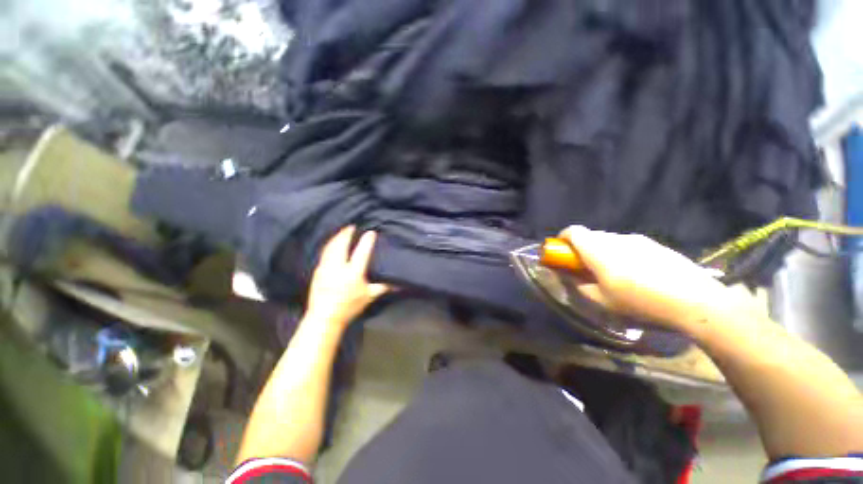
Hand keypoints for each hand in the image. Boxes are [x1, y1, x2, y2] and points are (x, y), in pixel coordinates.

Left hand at [305, 226, 389, 328]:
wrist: (324, 318)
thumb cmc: (349, 307)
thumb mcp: (369, 297)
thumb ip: (383, 287)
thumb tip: (398, 284)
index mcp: (353, 273)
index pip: (361, 252)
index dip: (367, 241)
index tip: (371, 232)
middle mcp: (338, 267)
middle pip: (341, 245)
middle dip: (346, 233)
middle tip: (352, 226)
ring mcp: (326, 268)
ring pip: (330, 247)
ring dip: (337, 237)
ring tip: (342, 231)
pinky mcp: (317, 271)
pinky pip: (324, 253)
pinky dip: (329, 245)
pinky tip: (331, 244)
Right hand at [560, 225, 742, 330]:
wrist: (697, 302)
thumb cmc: (641, 303)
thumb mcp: (602, 301)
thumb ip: (578, 285)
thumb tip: (566, 276)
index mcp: (598, 250)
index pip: (573, 231)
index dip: (563, 237)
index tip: (561, 250)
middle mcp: (616, 239)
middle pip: (591, 236)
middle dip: (582, 248)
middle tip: (585, 267)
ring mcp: (638, 240)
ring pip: (610, 240)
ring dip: (602, 251)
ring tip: (612, 273)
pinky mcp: (655, 245)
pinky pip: (628, 245)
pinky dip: (621, 254)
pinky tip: (636, 274)